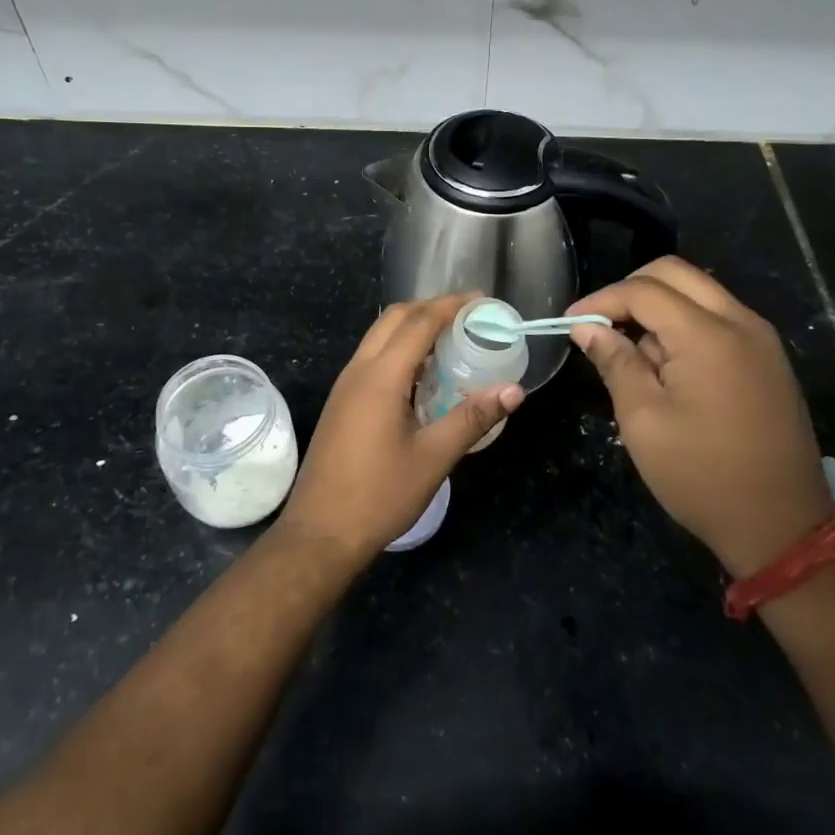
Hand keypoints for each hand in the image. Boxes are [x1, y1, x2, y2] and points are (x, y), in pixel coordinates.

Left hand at [277, 293, 523, 567]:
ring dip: (412, 328)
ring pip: (379, 336)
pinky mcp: (342, 402)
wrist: (320, 533)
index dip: (451, 305)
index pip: (419, 322)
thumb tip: (514, 390)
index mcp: (381, 376)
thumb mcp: (433, 458)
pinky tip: (423, 376)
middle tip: (468, 317)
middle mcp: (359, 370)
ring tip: (451, 341)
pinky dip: (399, 350)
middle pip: (394, 318)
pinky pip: (372, 358)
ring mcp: (345, 385)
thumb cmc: (380, 495)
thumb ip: (472, 418)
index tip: (482, 301)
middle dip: (430, 308)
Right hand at [568, 257, 833, 578]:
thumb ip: (615, 363)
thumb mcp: (644, 421)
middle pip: (675, 274)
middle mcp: (741, 322)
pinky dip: (684, 324)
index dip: (601, 300)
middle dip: (630, 291)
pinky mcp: (768, 358)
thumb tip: (587, 328)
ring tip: (632, 353)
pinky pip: (718, 317)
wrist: (782, 527)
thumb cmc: (703, 476)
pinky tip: (666, 366)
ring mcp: (761, 338)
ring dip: (658, 308)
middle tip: (601, 326)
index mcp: (709, 336)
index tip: (570, 323)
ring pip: (698, 292)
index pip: (643, 291)